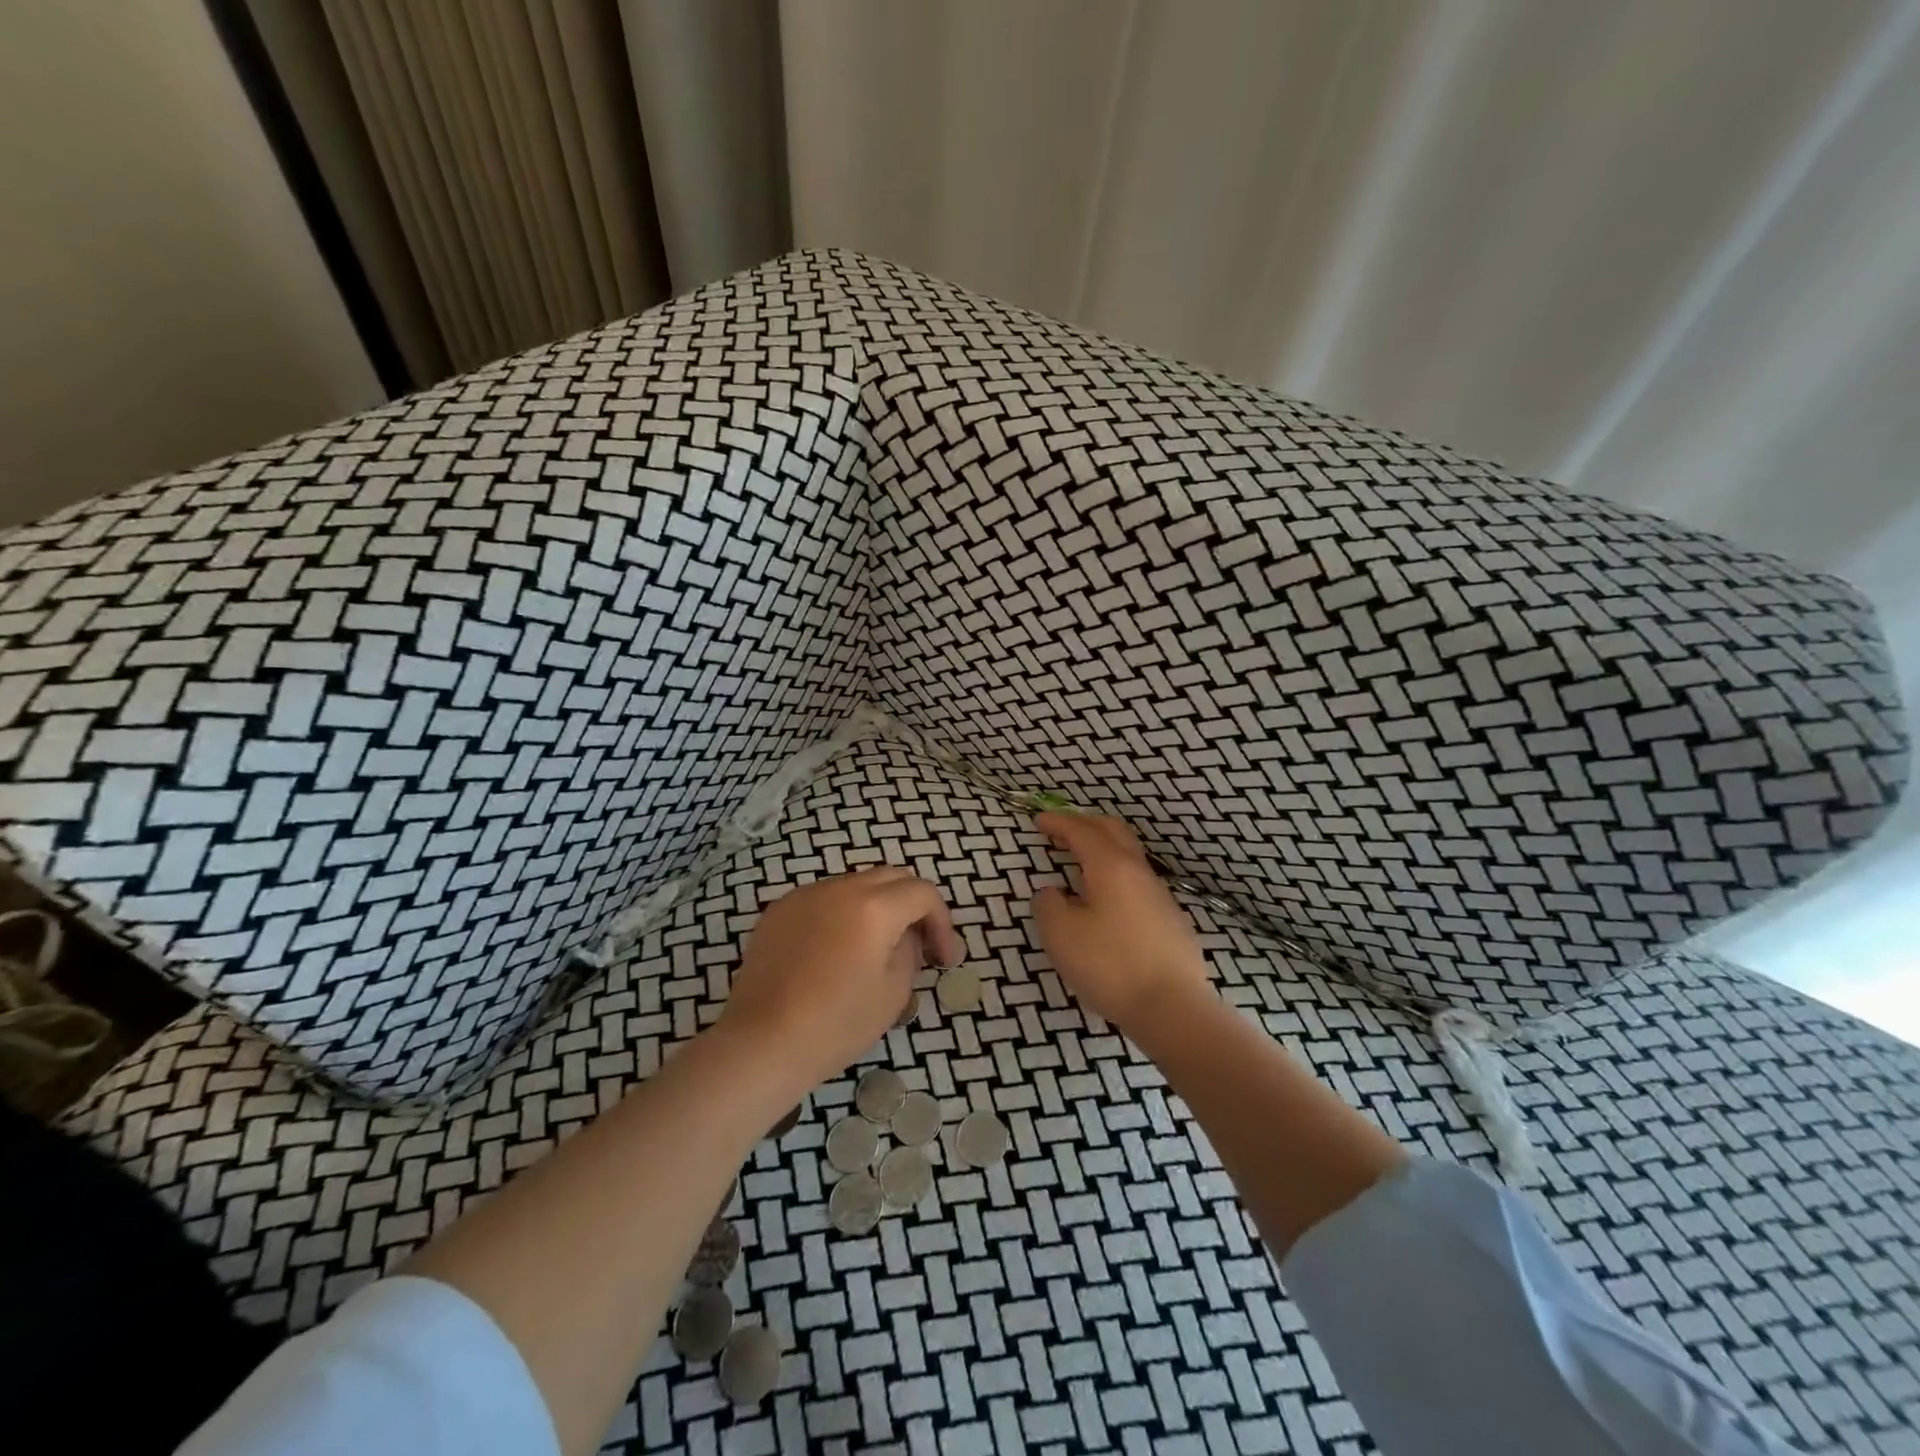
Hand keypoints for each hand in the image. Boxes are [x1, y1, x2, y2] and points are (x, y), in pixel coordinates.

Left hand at [720, 866, 963, 1092]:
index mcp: (874, 906)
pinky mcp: (779, 910)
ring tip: (876, 948)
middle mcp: (840, 888)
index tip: (944, 959)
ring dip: (877, 907)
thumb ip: (910, 952)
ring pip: (856, 885)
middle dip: (912, 906)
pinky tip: (835, 952)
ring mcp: (805, 895)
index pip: (923, 893)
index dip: (942, 922)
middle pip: (891, 878)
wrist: (762, 1042)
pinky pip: (823, 900)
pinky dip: (842, 915)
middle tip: (919, 944)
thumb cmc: (837, 1023)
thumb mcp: (894, 992)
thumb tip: (906, 936)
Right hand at [1033, 812, 1213, 1030]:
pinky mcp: (1170, 920)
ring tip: (1080, 863)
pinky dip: (1115, 875)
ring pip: (1128, 856)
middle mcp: (1138, 872)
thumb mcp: (1061, 935)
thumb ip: (1048, 905)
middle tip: (1061, 830)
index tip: (1038, 819)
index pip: (1081, 831)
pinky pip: (1137, 882)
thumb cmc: (1110, 965)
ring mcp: (1159, 895)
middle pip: (1113, 831)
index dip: (1058, 822)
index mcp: (1110, 866)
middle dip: (1085, 824)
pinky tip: (1106, 900)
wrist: (1173, 1007)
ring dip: (1103, 849)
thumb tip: (1052, 892)